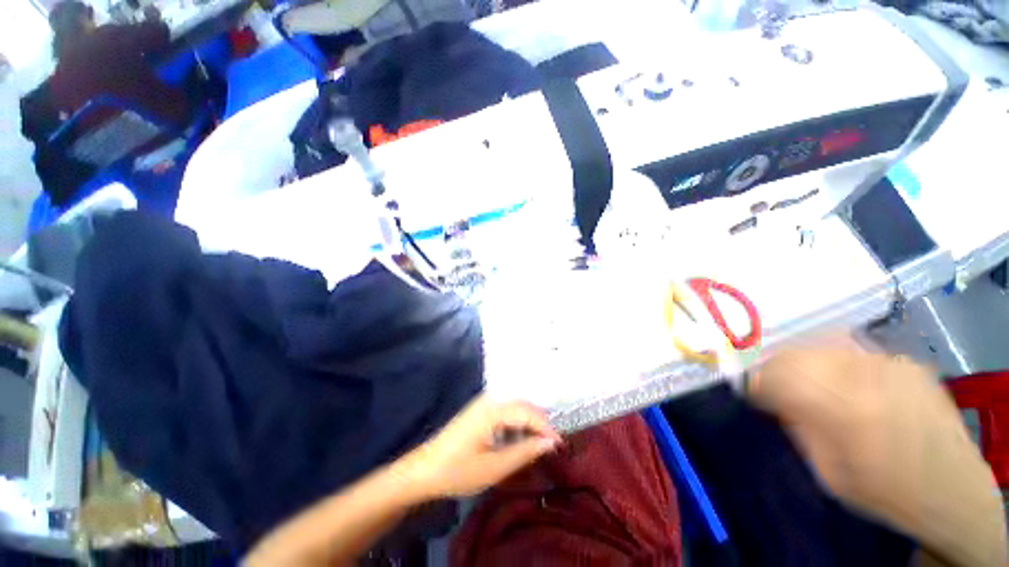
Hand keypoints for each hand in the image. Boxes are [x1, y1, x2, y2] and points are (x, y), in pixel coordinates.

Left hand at [394, 395, 561, 498]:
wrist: (423, 470)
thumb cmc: (457, 470)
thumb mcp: (494, 467)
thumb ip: (524, 452)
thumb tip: (550, 442)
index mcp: (492, 409)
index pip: (528, 412)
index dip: (546, 427)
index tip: (560, 445)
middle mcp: (490, 399)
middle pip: (523, 406)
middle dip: (539, 424)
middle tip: (551, 446)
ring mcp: (483, 403)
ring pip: (515, 408)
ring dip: (527, 425)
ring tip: (536, 446)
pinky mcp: (480, 411)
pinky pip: (505, 412)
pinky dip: (515, 426)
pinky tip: (516, 442)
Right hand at [749, 342, 1006, 565]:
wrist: (951, 488)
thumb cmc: (882, 490)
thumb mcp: (826, 469)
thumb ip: (797, 425)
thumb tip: (771, 395)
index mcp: (839, 408)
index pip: (774, 374)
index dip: (755, 380)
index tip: (752, 390)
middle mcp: (862, 376)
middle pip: (795, 353)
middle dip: (777, 367)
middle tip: (776, 385)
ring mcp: (888, 363)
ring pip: (822, 346)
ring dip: (806, 363)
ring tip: (811, 383)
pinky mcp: (905, 362)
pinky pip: (854, 352)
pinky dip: (839, 364)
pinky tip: (850, 384)